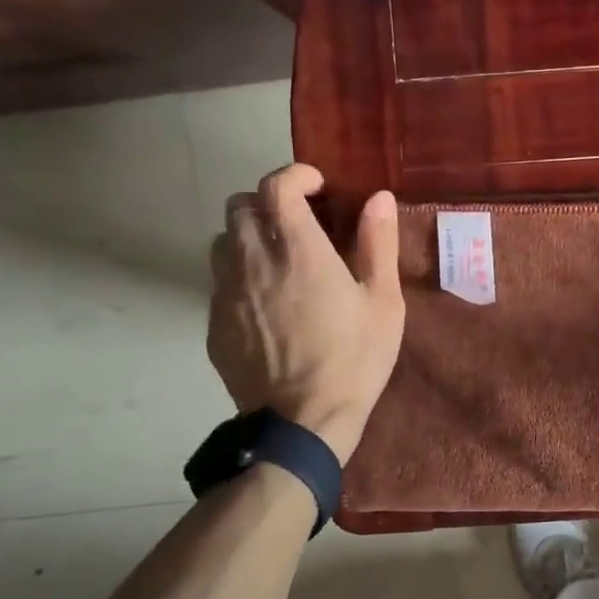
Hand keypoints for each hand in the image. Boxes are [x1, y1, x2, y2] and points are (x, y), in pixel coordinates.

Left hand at [207, 164, 404, 463]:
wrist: (303, 422)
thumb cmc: (354, 359)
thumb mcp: (384, 303)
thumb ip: (378, 245)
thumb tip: (378, 198)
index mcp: (298, 250)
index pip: (276, 186)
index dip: (295, 175)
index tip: (317, 186)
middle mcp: (253, 261)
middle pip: (239, 206)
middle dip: (267, 203)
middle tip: (297, 223)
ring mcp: (227, 293)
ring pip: (222, 241)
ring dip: (247, 237)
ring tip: (275, 258)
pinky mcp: (215, 324)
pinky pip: (219, 282)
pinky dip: (239, 275)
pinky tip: (265, 302)